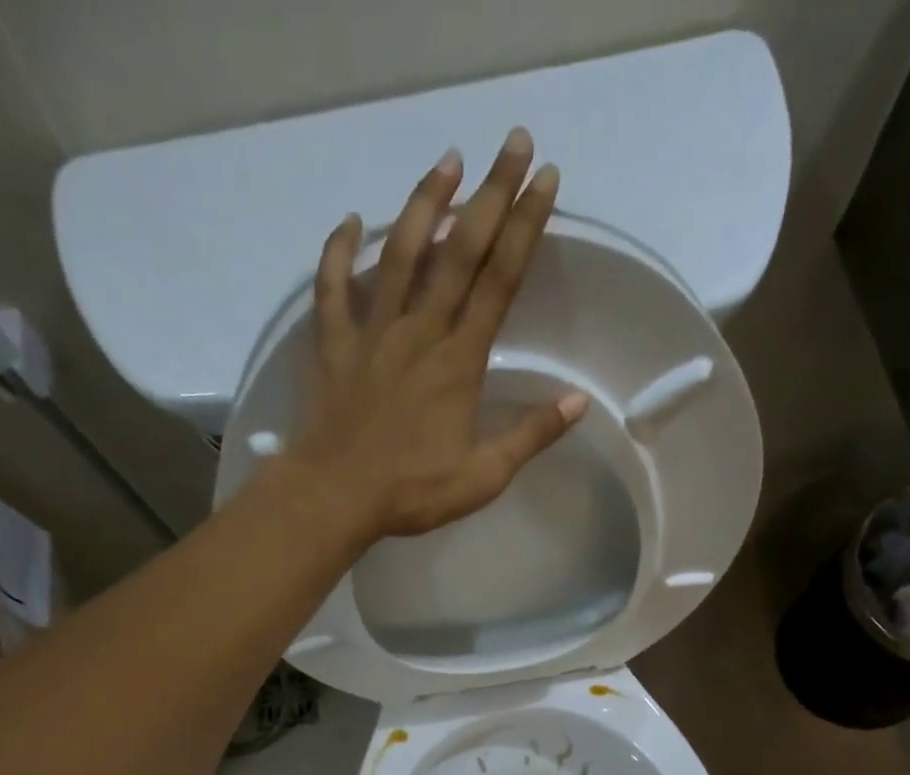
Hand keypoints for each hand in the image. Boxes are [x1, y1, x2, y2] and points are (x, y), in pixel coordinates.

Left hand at [288, 127, 588, 540]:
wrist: (335, 496)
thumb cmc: (412, 492)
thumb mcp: (483, 476)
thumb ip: (530, 436)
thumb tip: (577, 402)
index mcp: (459, 362)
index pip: (500, 282)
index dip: (525, 227)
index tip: (546, 180)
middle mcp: (419, 332)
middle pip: (458, 251)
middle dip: (490, 193)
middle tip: (513, 142)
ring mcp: (372, 334)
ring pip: (399, 253)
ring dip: (424, 202)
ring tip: (447, 160)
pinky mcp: (334, 345)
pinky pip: (332, 288)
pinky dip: (338, 252)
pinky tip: (349, 222)